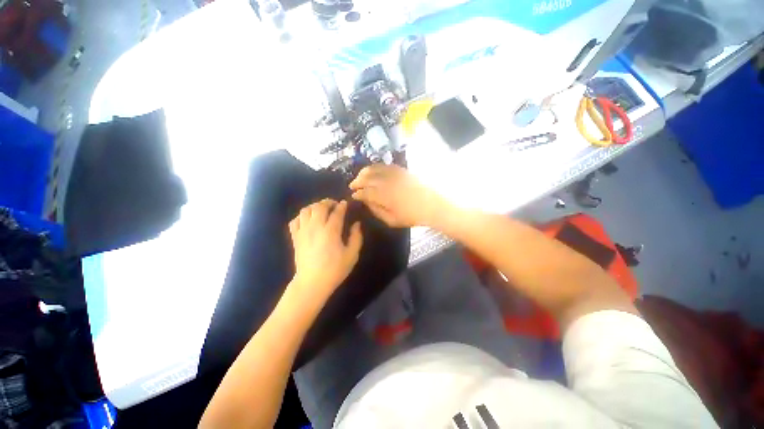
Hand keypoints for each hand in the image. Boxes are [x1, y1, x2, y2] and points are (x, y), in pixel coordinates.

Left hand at [288, 199, 362, 304]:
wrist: (312, 283)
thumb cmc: (335, 269)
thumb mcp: (352, 255)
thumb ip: (356, 237)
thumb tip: (356, 224)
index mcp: (331, 230)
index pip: (337, 212)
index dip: (342, 206)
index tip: (345, 203)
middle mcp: (315, 227)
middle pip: (319, 206)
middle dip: (328, 202)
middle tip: (334, 205)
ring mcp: (303, 231)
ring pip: (305, 210)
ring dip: (314, 206)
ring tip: (321, 210)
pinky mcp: (295, 238)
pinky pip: (295, 220)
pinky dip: (301, 216)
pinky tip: (308, 220)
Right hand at [350, 164, 450, 227]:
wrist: (431, 205)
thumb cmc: (411, 216)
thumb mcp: (392, 220)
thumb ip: (376, 211)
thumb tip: (366, 202)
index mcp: (384, 197)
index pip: (365, 192)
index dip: (357, 194)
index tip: (353, 196)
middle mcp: (387, 182)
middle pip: (367, 178)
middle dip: (357, 181)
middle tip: (352, 185)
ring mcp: (395, 174)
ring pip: (374, 169)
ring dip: (364, 172)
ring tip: (359, 176)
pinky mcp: (401, 170)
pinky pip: (385, 165)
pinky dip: (376, 167)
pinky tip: (373, 170)